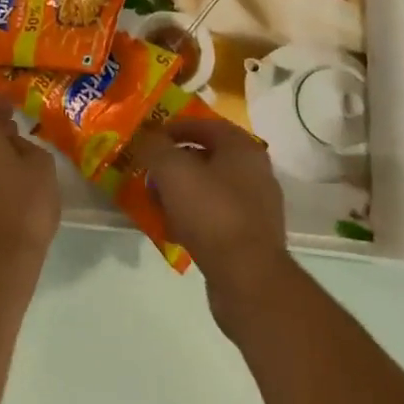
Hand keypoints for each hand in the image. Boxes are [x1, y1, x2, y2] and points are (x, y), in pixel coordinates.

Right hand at [128, 118, 296, 334]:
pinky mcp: (251, 239)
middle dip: (176, 163)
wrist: (247, 278)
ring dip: (182, 192)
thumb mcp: (172, 170)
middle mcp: (256, 172)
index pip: (206, 124)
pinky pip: (215, 218)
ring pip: (210, 189)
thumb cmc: (211, 212)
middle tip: (149, 170)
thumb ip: (155, 146)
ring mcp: (256, 207)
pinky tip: (172, 230)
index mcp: (243, 148)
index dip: (175, 127)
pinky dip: (193, 218)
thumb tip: (147, 136)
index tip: (150, 138)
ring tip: (155, 202)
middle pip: (208, 157)